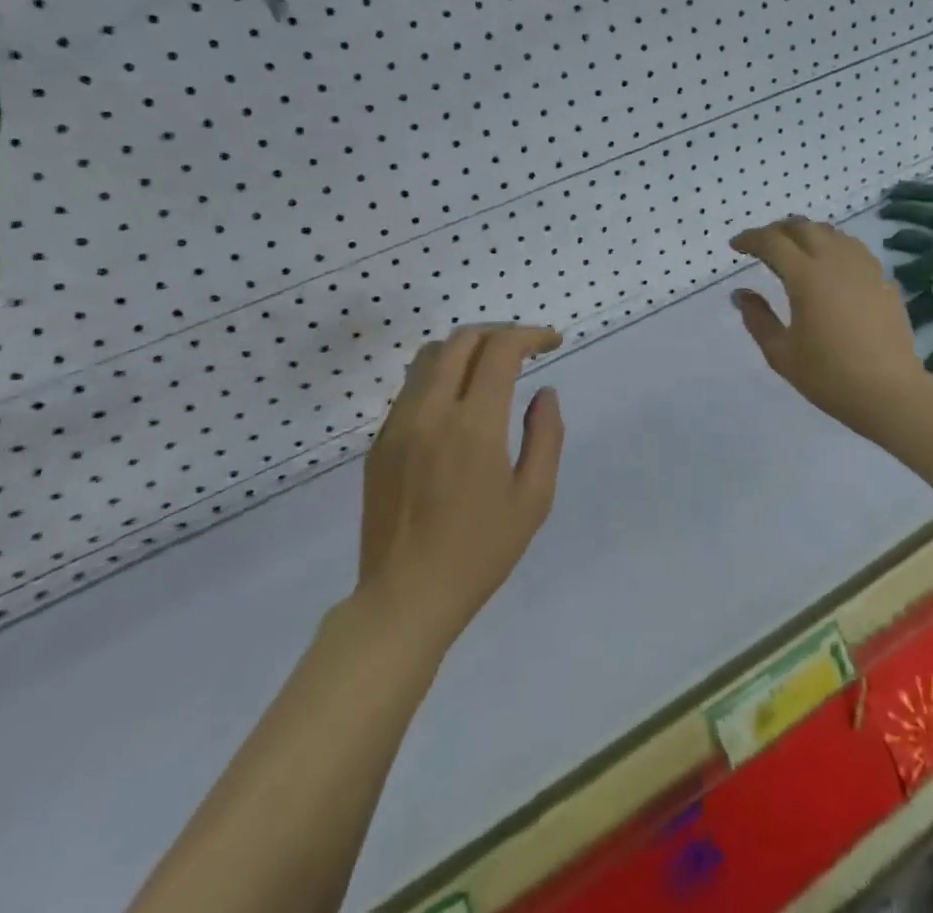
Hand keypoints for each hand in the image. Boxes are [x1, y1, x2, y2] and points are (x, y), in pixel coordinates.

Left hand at [350, 324, 565, 652]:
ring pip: (430, 357)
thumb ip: (546, 436)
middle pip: (462, 340)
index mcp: (474, 425)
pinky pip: (411, 388)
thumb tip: (544, 393)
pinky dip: (441, 376)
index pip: (500, 350)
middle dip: (499, 333)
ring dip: (466, 348)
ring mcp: (399, 425)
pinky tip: (458, 402)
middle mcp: (431, 412)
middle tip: (525, 348)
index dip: (530, 335)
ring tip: (491, 366)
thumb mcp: (533, 498)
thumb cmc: (480, 552)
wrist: (405, 599)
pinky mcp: (380, 442)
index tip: (552, 342)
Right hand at [730, 216, 929, 428]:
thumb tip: (741, 294)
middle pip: (803, 227)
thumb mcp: (781, 353)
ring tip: (794, 251)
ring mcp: (863, 267)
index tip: (735, 246)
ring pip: (830, 233)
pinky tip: (829, 265)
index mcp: (806, 275)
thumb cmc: (830, 375)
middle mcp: (835, 260)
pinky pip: (852, 248)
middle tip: (762, 246)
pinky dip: (832, 246)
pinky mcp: (883, 279)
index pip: (772, 241)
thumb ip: (757, 318)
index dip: (750, 239)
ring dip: (806, 234)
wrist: (890, 392)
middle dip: (777, 230)